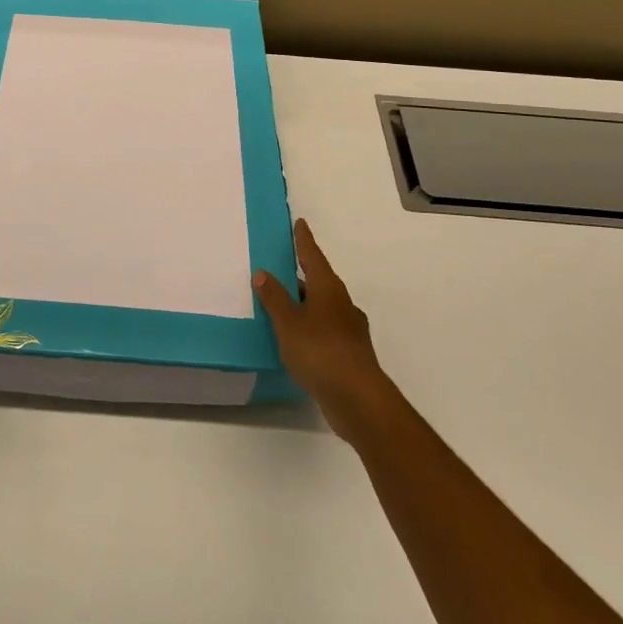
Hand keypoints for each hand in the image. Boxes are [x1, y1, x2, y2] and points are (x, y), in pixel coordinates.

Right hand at [254, 219, 402, 441]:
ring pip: (324, 307)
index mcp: (328, 289)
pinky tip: (298, 340)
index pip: (313, 257)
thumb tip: (264, 272)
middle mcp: (343, 304)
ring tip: (284, 306)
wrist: (358, 400)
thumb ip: (275, 298)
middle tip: (283, 268)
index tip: (300, 223)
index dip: (304, 241)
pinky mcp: (350, 354)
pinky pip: (326, 330)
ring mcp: (350, 330)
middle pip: (321, 281)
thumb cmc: (320, 352)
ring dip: (306, 303)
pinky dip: (311, 327)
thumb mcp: (288, 323)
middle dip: (303, 275)